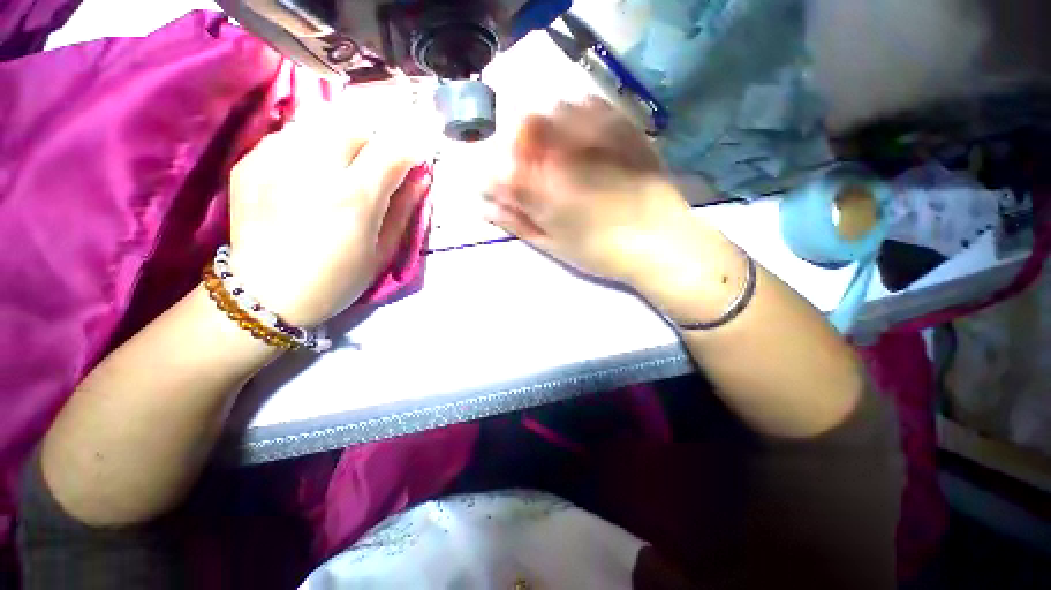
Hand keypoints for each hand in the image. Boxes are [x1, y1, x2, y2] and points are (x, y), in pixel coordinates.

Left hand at [229, 95, 433, 326]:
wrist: (265, 294)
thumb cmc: (337, 279)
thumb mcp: (382, 251)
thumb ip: (404, 209)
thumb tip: (421, 177)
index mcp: (353, 198)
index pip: (391, 150)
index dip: (409, 149)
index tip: (415, 158)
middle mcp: (313, 170)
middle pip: (353, 125)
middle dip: (374, 138)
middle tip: (376, 162)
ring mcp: (274, 161)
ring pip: (319, 123)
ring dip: (341, 138)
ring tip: (342, 164)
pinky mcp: (249, 163)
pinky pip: (289, 135)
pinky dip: (309, 145)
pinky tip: (308, 171)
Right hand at [486, 98, 745, 321]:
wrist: (660, 243)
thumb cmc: (601, 252)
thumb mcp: (553, 244)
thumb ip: (517, 222)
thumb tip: (486, 206)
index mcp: (542, 187)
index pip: (500, 166)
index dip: (494, 173)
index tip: (502, 184)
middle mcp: (564, 152)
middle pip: (526, 125)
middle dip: (519, 142)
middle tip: (531, 164)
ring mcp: (596, 134)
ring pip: (556, 107)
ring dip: (548, 123)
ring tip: (559, 148)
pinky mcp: (623, 126)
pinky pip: (591, 103)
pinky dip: (578, 112)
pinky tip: (584, 134)